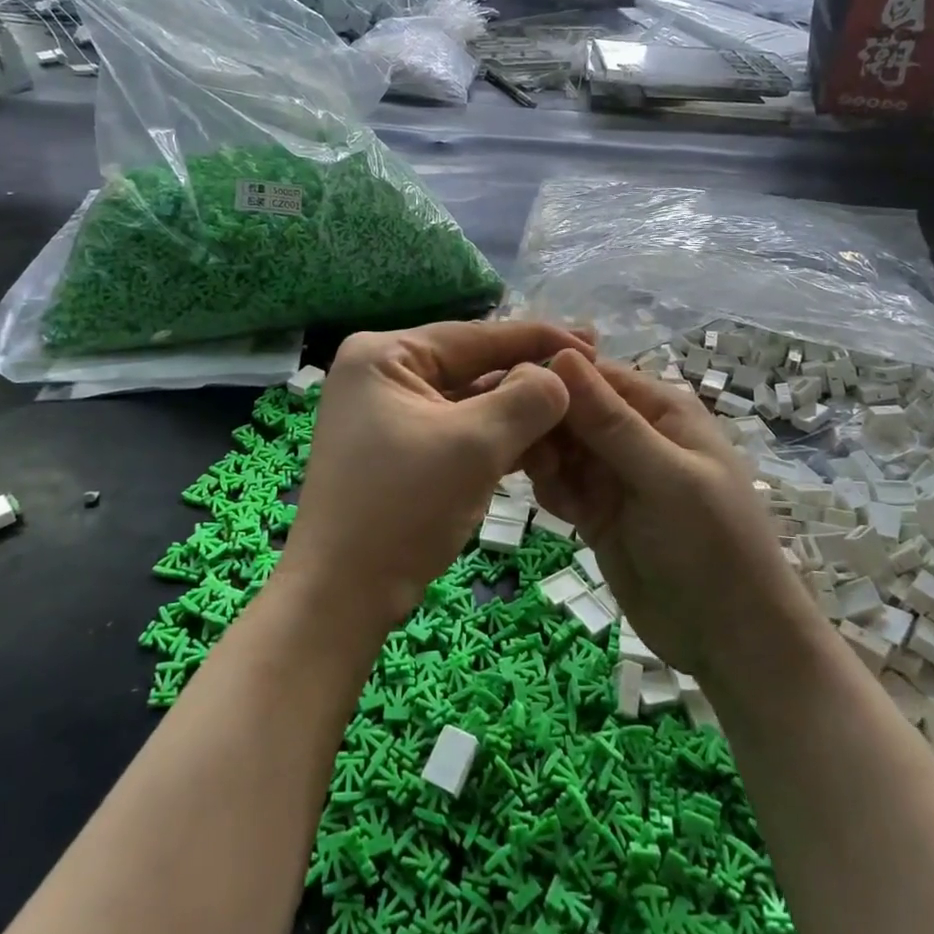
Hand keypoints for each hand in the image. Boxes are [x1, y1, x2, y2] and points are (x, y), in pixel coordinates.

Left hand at [284, 321, 592, 623]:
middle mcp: (382, 375)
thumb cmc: (402, 507)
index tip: (592, 340)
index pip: (474, 336)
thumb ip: (527, 399)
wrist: (342, 597)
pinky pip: (458, 432)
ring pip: (469, 403)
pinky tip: (542, 445)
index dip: (537, 338)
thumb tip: (559, 377)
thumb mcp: (475, 444)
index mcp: (384, 355)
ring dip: (518, 414)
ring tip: (575, 414)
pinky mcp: (400, 452)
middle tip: (590, 373)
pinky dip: (497, 439)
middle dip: (529, 379)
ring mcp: (389, 415)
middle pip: (472, 367)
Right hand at [524, 352, 795, 678]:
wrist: (730, 640)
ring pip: (560, 448)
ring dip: (542, 458)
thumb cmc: (712, 545)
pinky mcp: (597, 512)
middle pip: (571, 409)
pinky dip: (550, 489)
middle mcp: (634, 434)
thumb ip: (612, 422)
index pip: (594, 374)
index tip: (508, 389)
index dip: (551, 377)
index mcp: (660, 410)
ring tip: (541, 481)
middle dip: (542, 421)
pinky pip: (561, 485)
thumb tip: (562, 355)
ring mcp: (614, 475)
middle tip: (512, 442)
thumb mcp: (665, 477)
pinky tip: (557, 507)